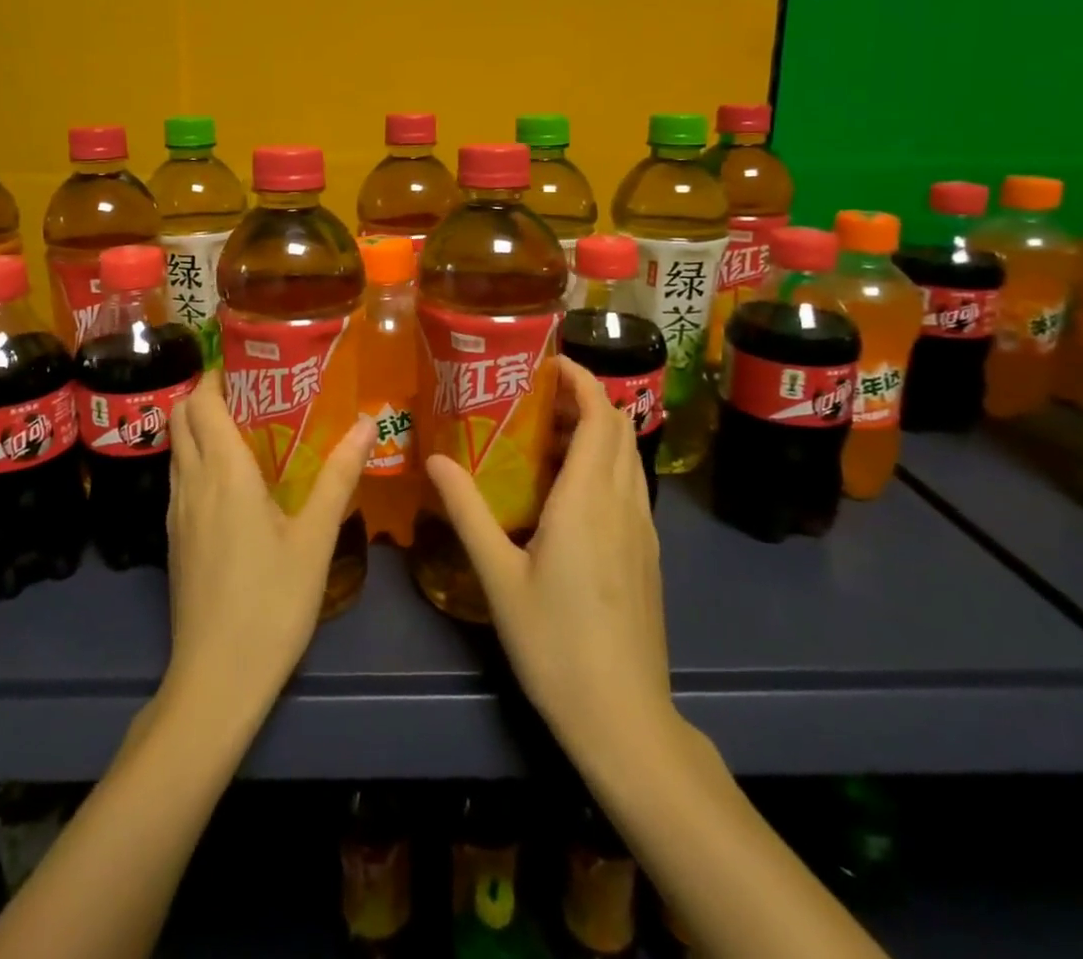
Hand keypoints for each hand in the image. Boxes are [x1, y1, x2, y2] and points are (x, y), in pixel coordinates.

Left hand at [162, 373, 375, 724]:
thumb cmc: (271, 602)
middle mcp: (191, 483)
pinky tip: (235, 480)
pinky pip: (180, 478)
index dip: (217, 375)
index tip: (251, 364)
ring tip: (249, 427)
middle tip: (255, 392)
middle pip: (180, 418)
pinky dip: (198, 459)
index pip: (201, 402)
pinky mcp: (174, 539)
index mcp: (223, 472)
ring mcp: (177, 513)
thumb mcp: (314, 538)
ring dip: (200, 427)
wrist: (215, 680)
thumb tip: (367, 422)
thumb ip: (339, 476)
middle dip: (207, 395)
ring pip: (177, 449)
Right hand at [425, 357, 672, 764]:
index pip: (599, 415)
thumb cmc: (554, 642)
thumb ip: (467, 511)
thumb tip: (434, 459)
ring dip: (597, 431)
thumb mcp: (498, 575)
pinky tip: (570, 491)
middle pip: (618, 428)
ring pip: (628, 457)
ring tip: (548, 435)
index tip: (548, 363)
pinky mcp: (648, 554)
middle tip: (536, 397)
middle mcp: (623, 503)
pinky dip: (606, 464)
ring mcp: (642, 530)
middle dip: (585, 399)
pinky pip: (630, 486)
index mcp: (588, 499)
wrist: (623, 718)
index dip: (581, 380)